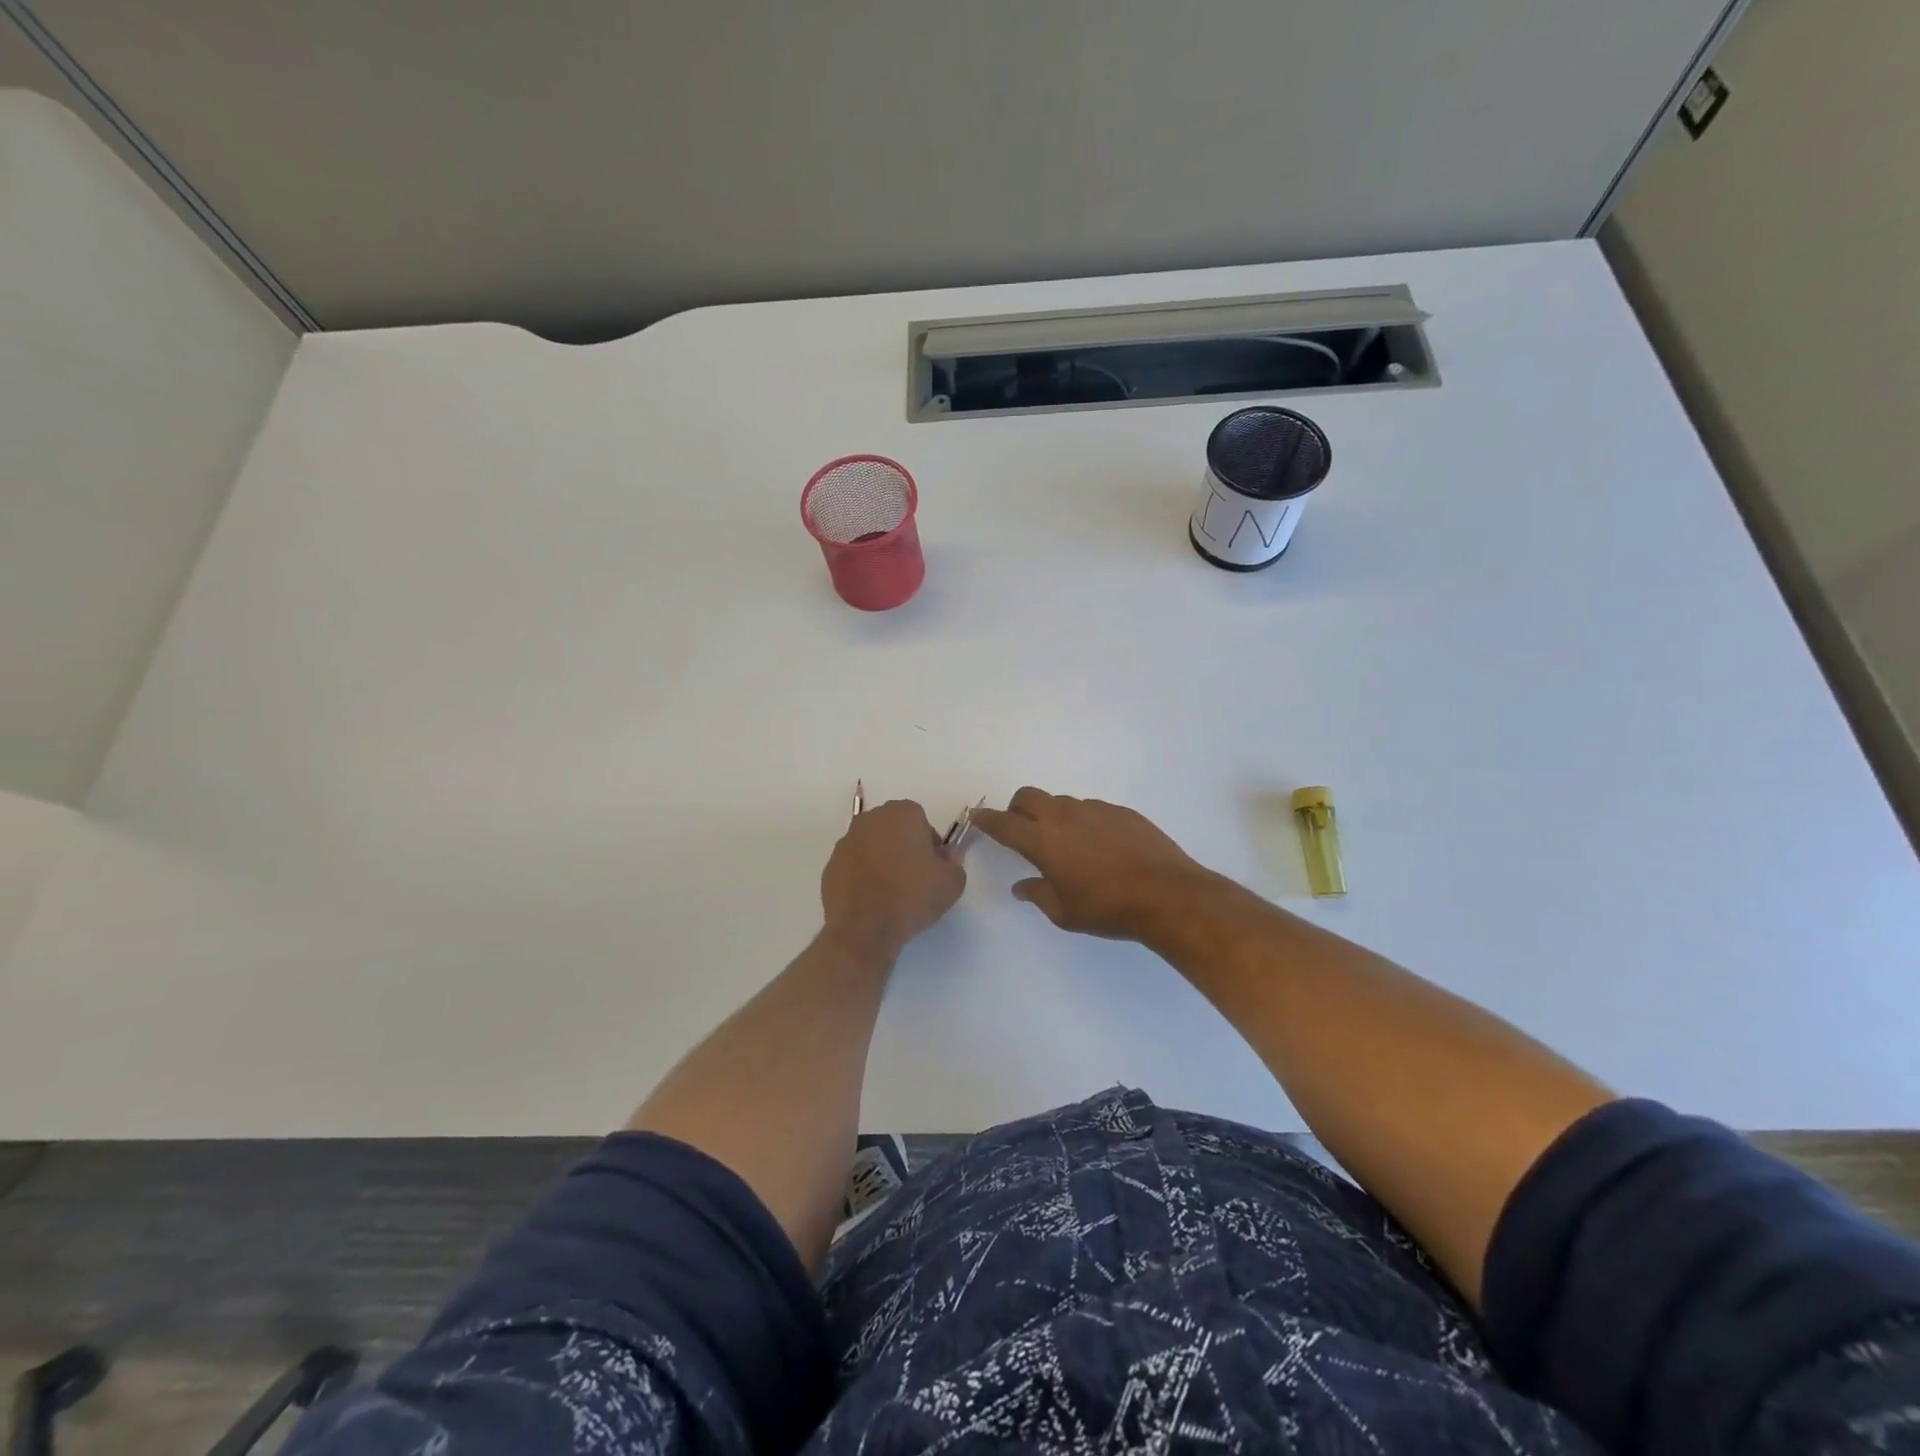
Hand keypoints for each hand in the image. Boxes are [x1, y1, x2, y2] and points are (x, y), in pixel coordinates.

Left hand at [821, 799, 965, 959]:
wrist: (864, 929)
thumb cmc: (912, 896)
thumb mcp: (952, 882)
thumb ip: (954, 862)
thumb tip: (944, 858)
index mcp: (901, 813)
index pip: (922, 821)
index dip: (930, 845)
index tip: (933, 868)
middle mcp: (870, 820)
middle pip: (894, 830)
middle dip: (905, 848)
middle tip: (915, 879)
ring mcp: (846, 842)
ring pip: (873, 847)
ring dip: (882, 861)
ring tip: (892, 893)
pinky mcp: (830, 867)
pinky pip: (855, 866)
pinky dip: (864, 877)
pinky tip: (872, 901)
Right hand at [970, 787, 1218, 940]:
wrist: (1167, 894)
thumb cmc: (1108, 909)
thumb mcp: (1065, 913)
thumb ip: (1038, 894)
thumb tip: (1022, 886)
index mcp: (1043, 841)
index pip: (1005, 824)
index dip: (987, 819)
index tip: (977, 815)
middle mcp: (1065, 817)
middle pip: (1028, 796)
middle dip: (1017, 808)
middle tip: (1020, 828)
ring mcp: (1095, 810)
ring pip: (1061, 802)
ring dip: (1052, 815)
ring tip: (1066, 843)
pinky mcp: (1121, 811)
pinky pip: (1091, 809)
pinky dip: (1083, 821)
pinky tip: (1099, 846)